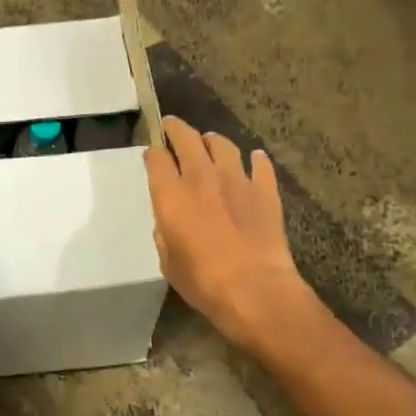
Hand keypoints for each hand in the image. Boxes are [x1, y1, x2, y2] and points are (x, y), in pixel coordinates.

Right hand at [144, 117, 324, 356]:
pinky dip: (255, 160)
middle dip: (175, 128)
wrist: (255, 288)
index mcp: (171, 194)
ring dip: (212, 140)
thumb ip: (165, 234)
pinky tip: (254, 159)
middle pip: (186, 138)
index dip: (152, 153)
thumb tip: (168, 222)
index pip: (156, 158)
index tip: (151, 154)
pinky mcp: (264, 190)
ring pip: (222, 144)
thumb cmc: (203, 281)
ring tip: (209, 142)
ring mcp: (236, 180)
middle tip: (171, 126)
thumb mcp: (168, 262)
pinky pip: (260, 165)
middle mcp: (201, 177)